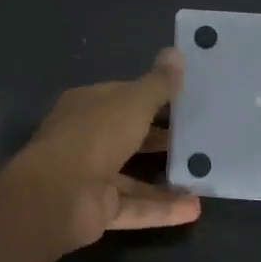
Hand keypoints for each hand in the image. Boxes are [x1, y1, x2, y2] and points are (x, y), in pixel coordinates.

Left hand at [4, 49, 201, 252]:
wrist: (58, 196)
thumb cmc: (95, 136)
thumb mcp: (134, 102)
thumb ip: (158, 83)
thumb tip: (176, 52)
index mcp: (87, 106)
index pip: (122, 96)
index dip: (151, 96)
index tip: (185, 99)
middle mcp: (86, 139)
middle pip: (128, 136)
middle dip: (161, 139)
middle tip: (200, 139)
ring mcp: (90, 176)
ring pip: (133, 177)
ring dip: (166, 179)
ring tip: (202, 176)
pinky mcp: (98, 209)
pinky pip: (135, 207)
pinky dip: (162, 209)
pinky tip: (195, 208)